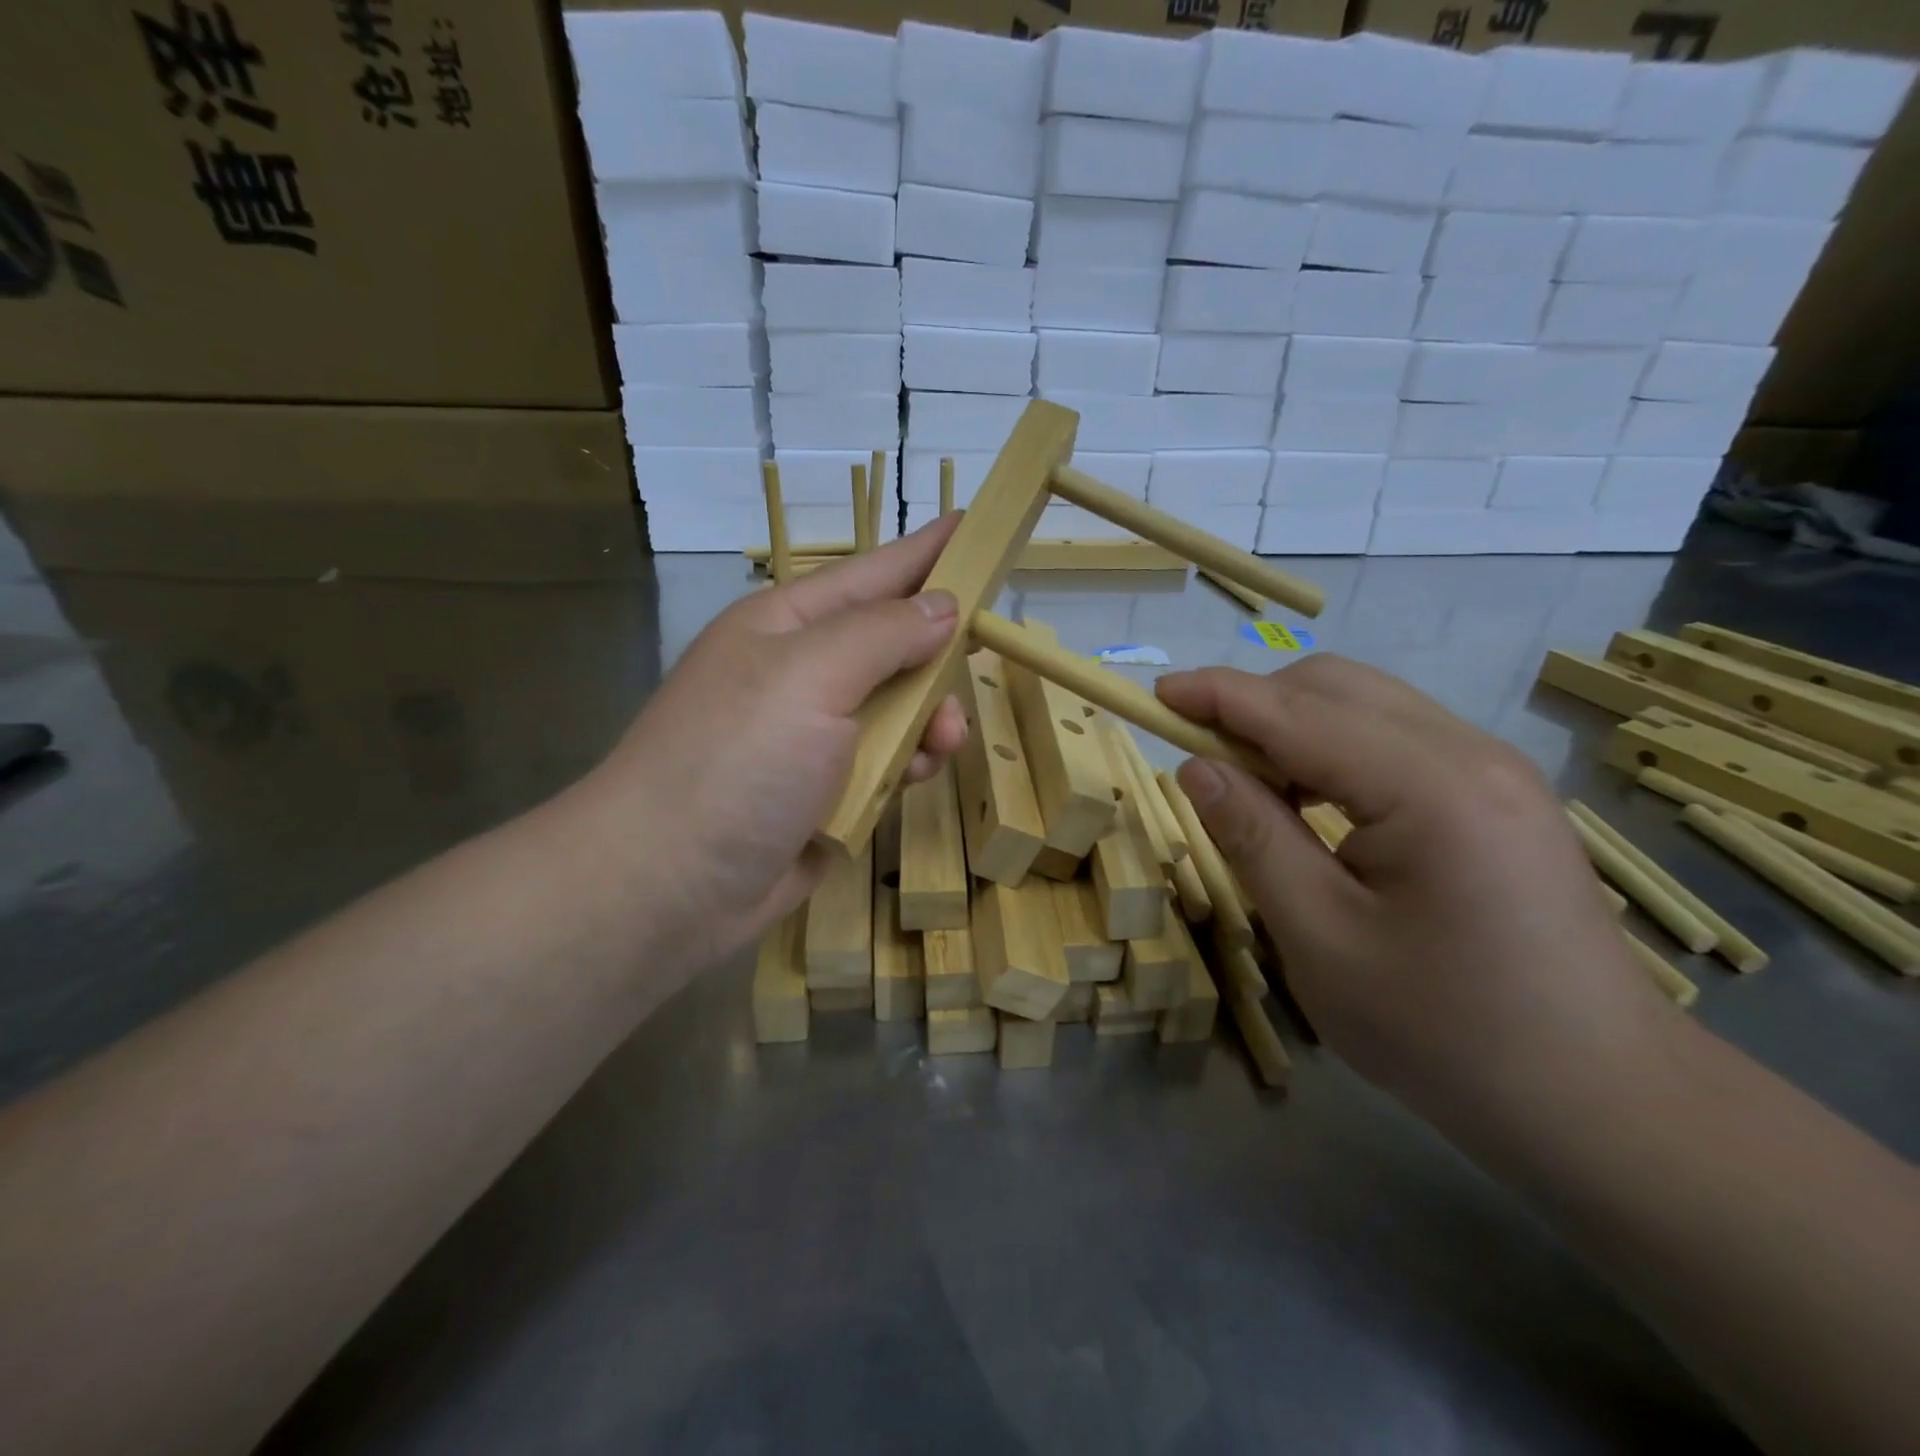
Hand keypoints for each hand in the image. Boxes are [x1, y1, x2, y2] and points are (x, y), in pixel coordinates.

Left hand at [572, 518, 968, 973]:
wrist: (669, 885)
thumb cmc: (735, 761)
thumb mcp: (809, 677)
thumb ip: (881, 635)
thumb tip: (941, 607)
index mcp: (786, 626)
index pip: (872, 573)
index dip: (926, 551)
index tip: (976, 524)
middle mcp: (801, 673)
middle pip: (892, 643)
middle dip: (937, 651)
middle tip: (980, 653)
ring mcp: (813, 736)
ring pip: (899, 707)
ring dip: (930, 718)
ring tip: (943, 740)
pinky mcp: (827, 791)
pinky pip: (889, 762)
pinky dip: (908, 764)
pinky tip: (915, 776)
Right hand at [1157, 656, 1674, 1138]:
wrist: (1599, 1100)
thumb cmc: (1445, 1033)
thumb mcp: (1321, 940)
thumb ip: (1254, 838)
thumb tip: (1196, 768)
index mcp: (1430, 788)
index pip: (1297, 712)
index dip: (1217, 695)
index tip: (1155, 694)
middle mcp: (1470, 753)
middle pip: (1335, 686)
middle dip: (1253, 704)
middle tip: (1199, 755)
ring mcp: (1494, 769)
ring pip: (1365, 704)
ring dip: (1291, 724)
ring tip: (1248, 783)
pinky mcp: (1498, 793)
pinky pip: (1394, 737)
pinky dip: (1332, 747)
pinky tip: (1311, 799)